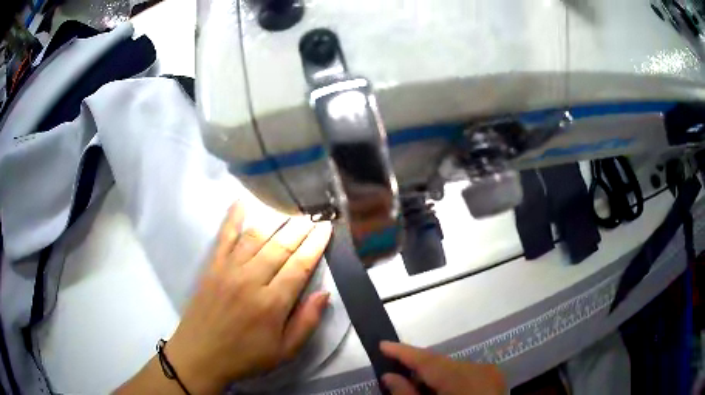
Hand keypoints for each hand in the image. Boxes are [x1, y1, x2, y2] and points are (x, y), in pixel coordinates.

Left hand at [165, 203, 332, 392]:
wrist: (200, 355)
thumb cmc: (245, 357)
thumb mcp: (285, 352)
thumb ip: (307, 322)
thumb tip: (325, 293)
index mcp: (272, 303)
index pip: (300, 266)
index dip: (315, 245)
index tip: (325, 228)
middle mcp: (251, 280)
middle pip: (280, 246)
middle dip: (299, 228)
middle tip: (312, 214)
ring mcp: (228, 270)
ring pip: (256, 237)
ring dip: (275, 220)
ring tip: (289, 208)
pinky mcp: (212, 267)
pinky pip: (224, 237)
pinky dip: (233, 218)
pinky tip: (241, 202)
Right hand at [380, 342, 505, 394]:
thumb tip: (389, 376)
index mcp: (462, 377)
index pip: (428, 360)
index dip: (403, 352)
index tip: (382, 344)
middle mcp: (479, 369)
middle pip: (440, 363)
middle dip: (417, 365)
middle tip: (394, 367)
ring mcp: (489, 373)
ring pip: (452, 368)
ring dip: (432, 374)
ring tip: (414, 382)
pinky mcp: (494, 380)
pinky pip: (465, 373)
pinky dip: (448, 379)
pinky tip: (437, 389)